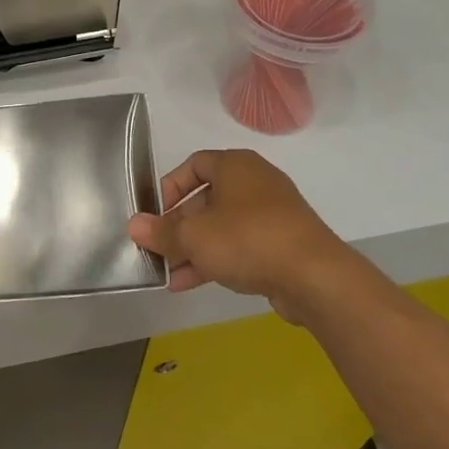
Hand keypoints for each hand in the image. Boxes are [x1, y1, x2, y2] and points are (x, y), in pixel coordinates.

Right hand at [127, 150, 351, 325]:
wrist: (315, 276)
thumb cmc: (247, 239)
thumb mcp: (194, 236)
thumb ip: (161, 231)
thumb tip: (133, 225)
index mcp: (235, 165)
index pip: (194, 164)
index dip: (169, 187)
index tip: (155, 214)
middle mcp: (254, 183)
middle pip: (205, 199)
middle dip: (178, 227)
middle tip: (157, 249)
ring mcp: (270, 215)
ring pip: (220, 227)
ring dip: (192, 249)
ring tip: (168, 274)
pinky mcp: (280, 244)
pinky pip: (239, 246)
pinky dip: (214, 260)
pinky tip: (189, 284)